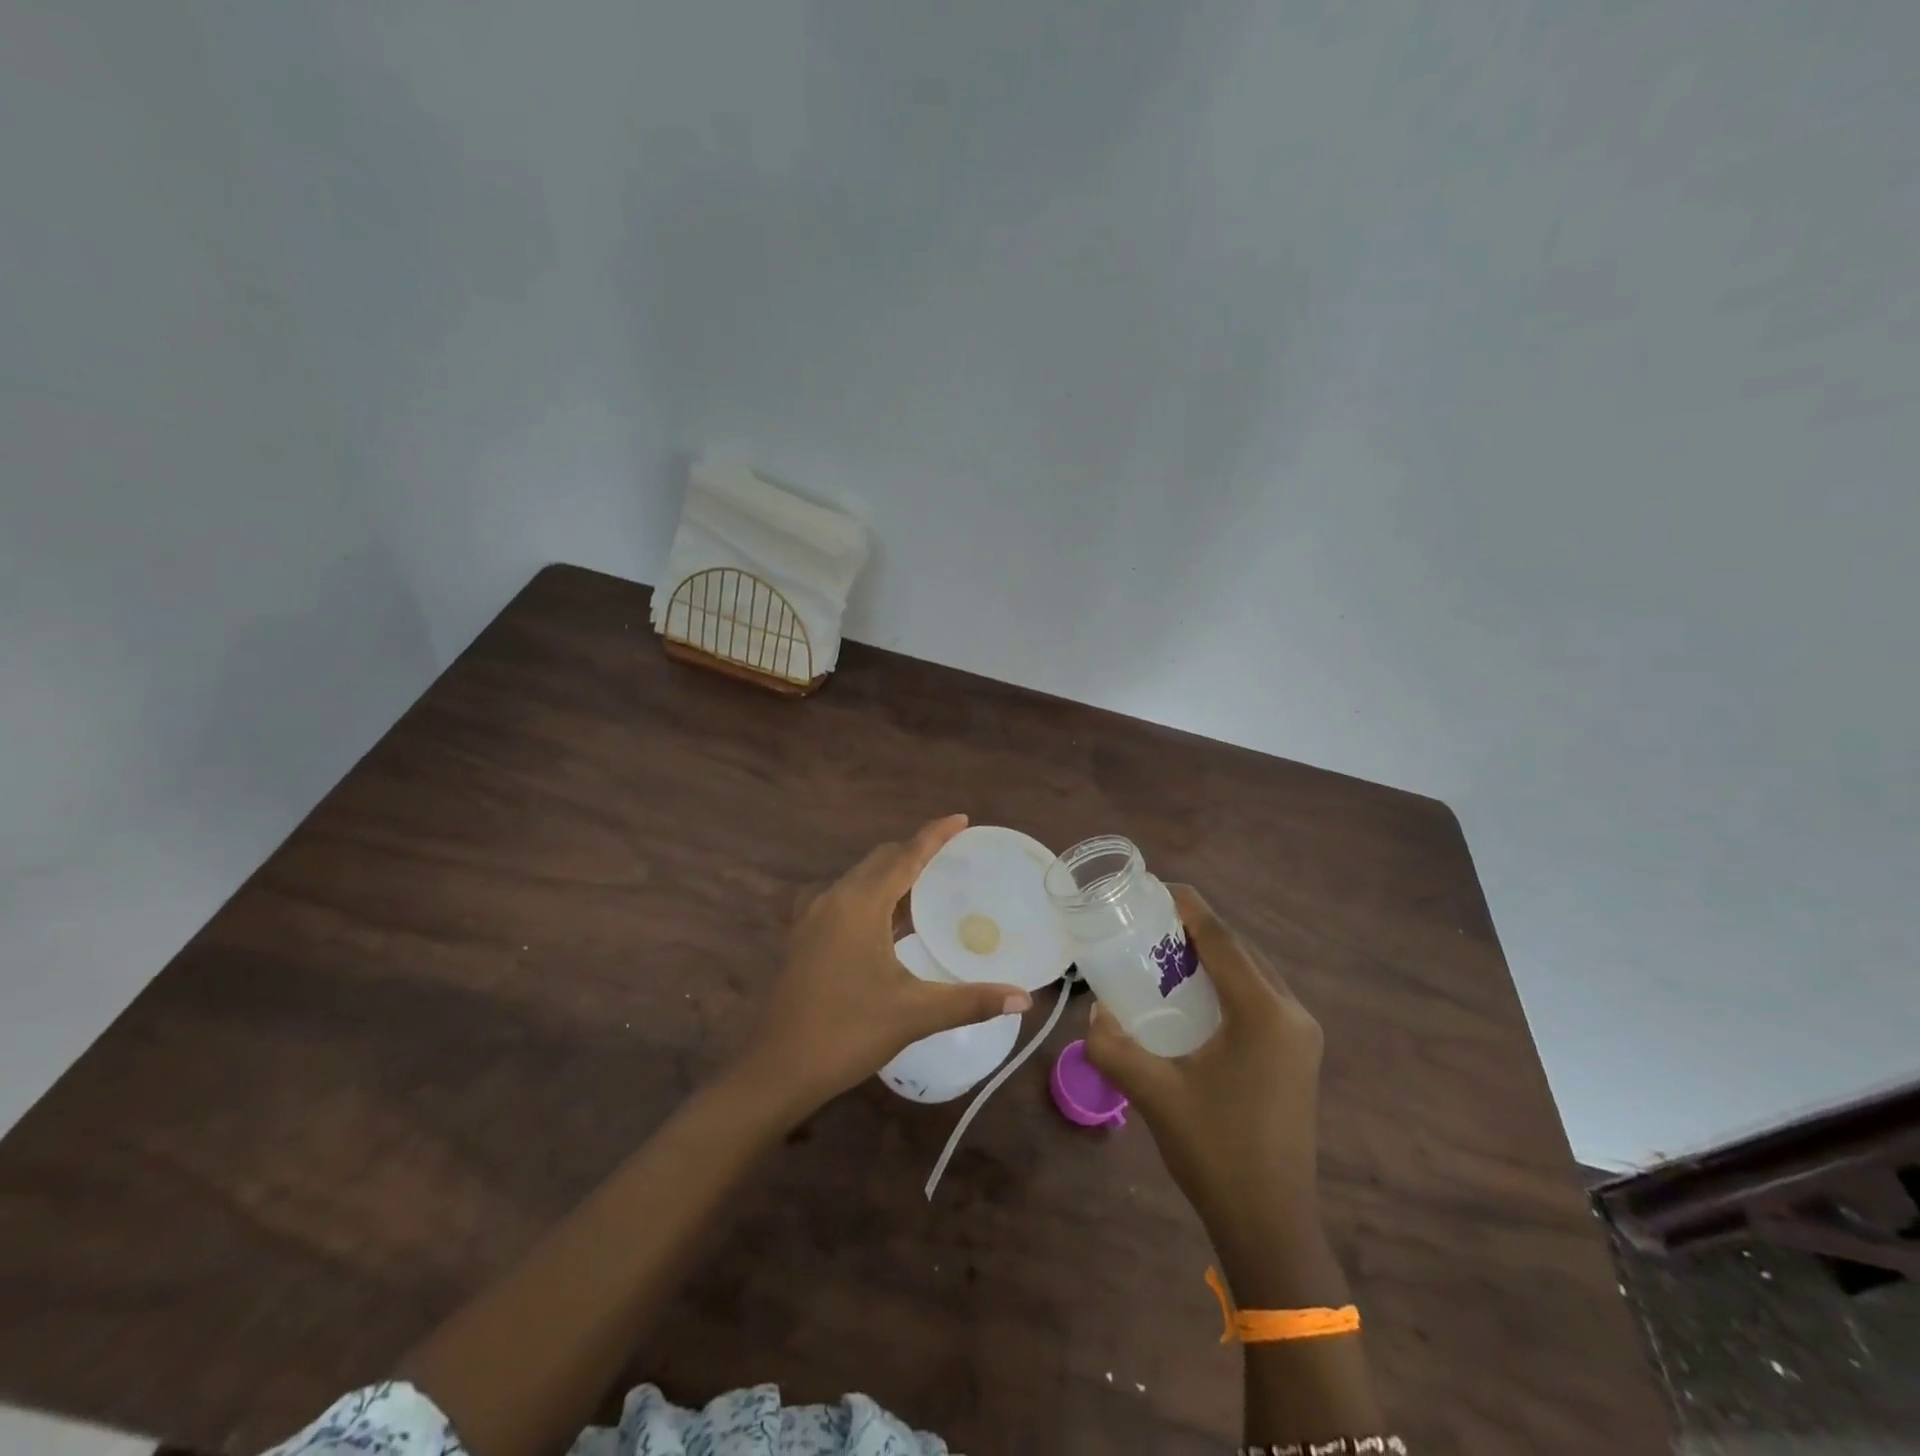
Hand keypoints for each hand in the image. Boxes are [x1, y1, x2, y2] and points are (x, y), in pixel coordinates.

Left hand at [738, 815, 1033, 1114]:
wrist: (778, 1069)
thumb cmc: (848, 1033)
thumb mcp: (915, 1014)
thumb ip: (971, 1001)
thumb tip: (1025, 999)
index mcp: (860, 904)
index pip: (906, 856)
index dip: (935, 835)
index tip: (961, 819)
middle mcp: (834, 899)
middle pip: (881, 860)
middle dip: (915, 851)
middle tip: (952, 855)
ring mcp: (813, 917)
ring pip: (860, 878)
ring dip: (893, 874)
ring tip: (928, 883)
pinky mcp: (804, 936)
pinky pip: (846, 899)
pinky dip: (874, 896)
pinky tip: (890, 921)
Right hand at [1085, 885, 1324, 1264]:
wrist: (1270, 1225)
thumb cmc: (1215, 1152)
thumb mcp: (1154, 1094)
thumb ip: (1114, 1045)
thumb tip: (1094, 1013)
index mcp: (1264, 1013)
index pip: (1222, 938)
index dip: (1187, 906)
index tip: (1152, 887)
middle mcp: (1291, 1013)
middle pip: (1240, 949)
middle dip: (1196, 928)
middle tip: (1148, 922)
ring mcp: (1300, 1034)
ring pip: (1252, 972)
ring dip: (1212, 955)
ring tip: (1164, 950)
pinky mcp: (1297, 1054)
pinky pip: (1258, 996)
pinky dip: (1225, 982)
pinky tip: (1193, 994)